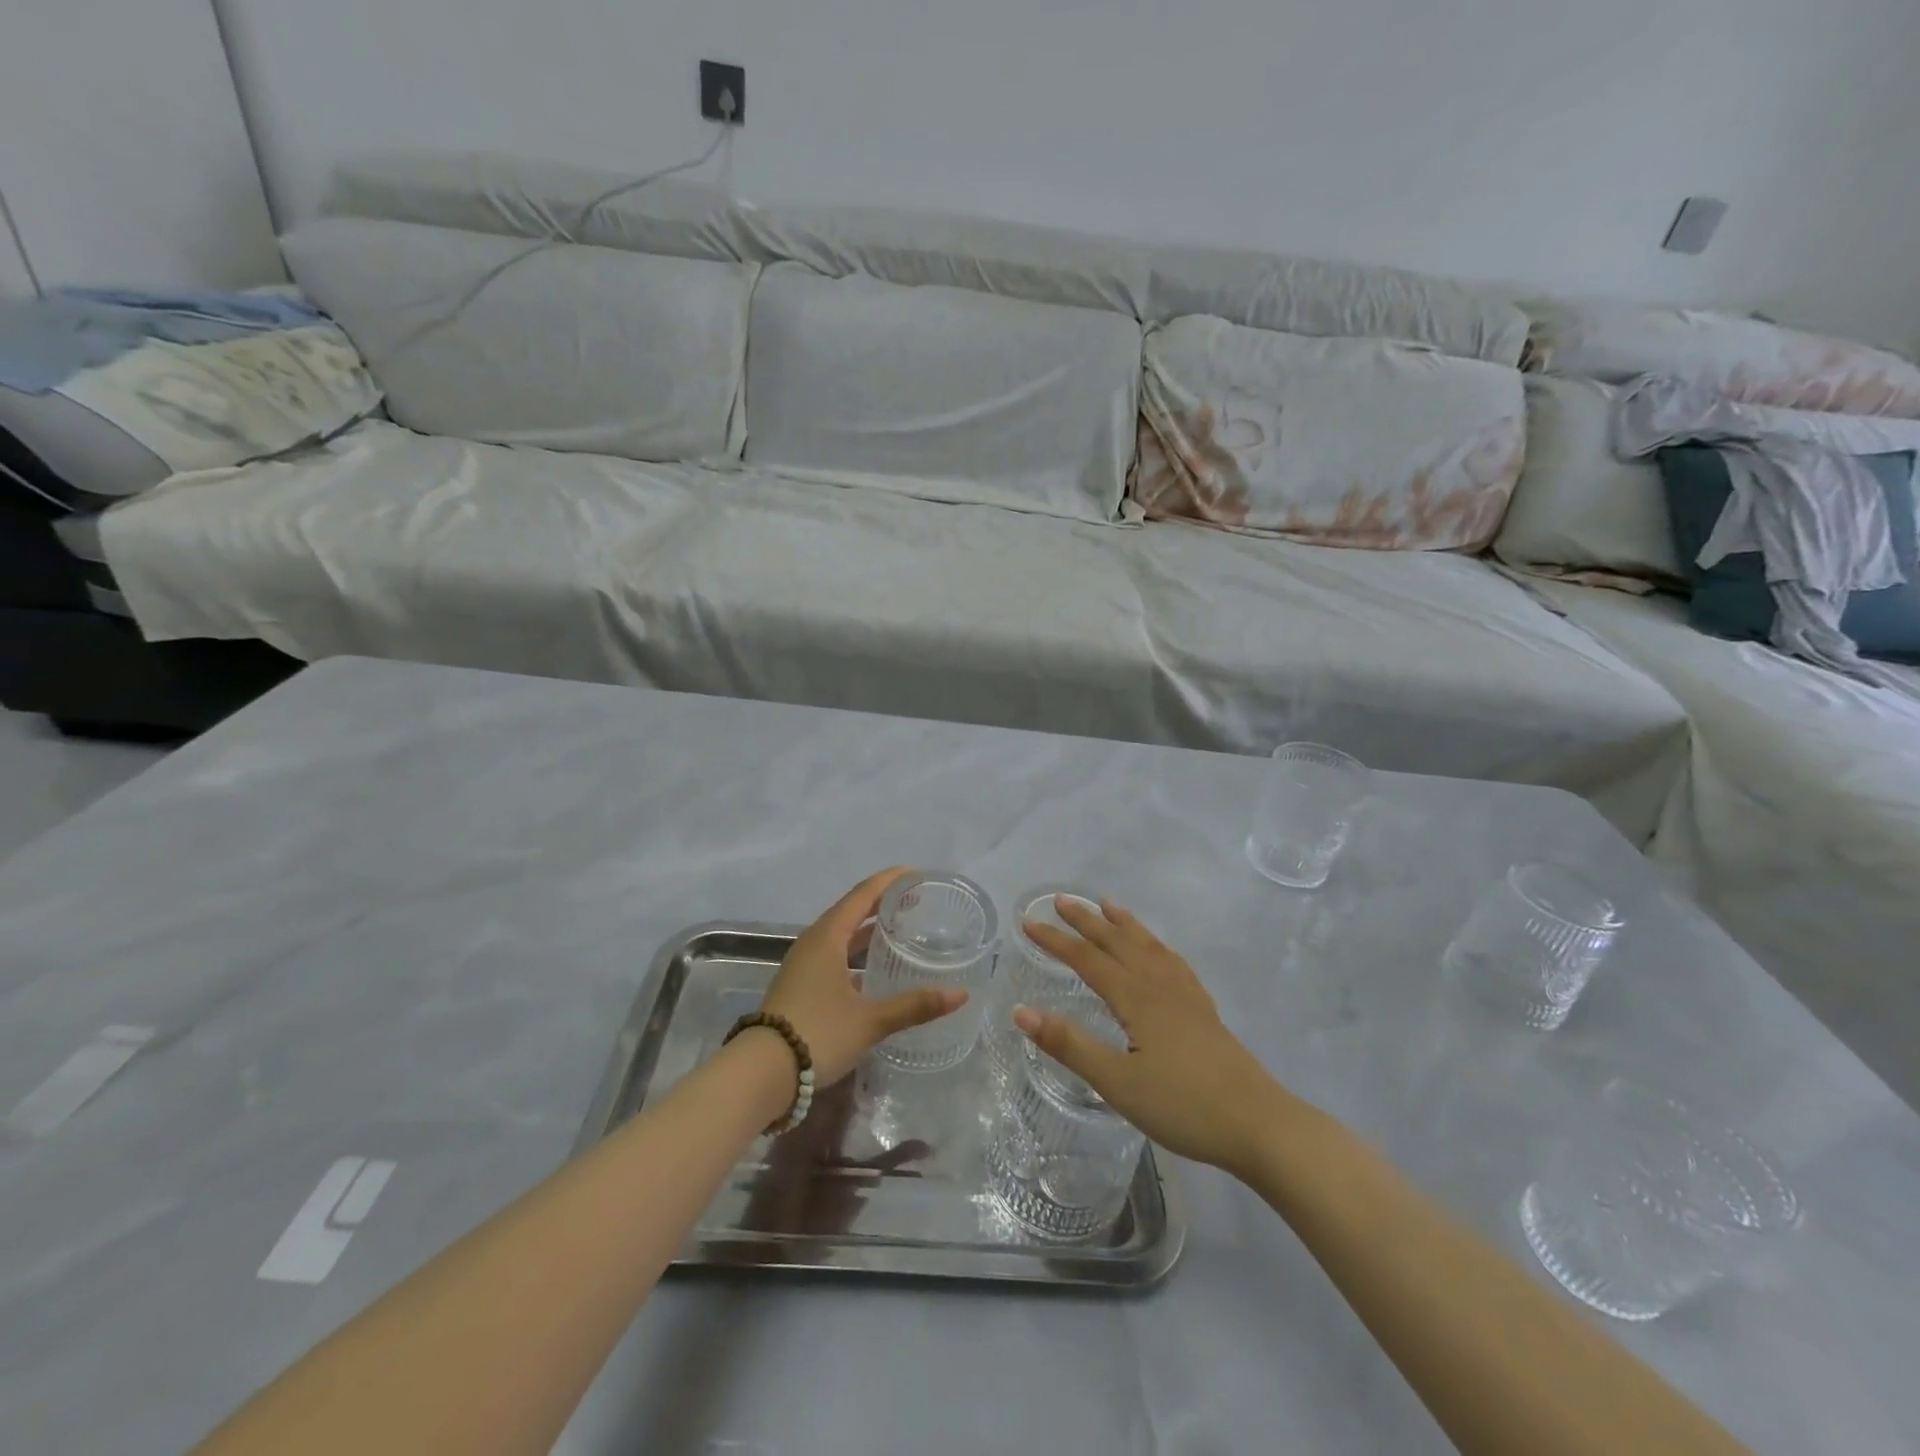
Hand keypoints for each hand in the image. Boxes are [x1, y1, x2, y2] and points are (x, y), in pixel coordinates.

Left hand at [761, 868, 967, 1086]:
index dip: (890, 881)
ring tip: (900, 931)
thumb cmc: (818, 1033)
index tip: (916, 874)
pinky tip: (875, 972)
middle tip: (916, 902)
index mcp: (828, 937)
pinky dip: (857, 954)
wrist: (762, 1073)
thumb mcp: (871, 1020)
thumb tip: (960, 994)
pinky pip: (834, 956)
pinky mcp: (801, 986)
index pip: (863, 894)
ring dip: (869, 931)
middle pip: (852, 911)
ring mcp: (804, 965)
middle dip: (883, 904)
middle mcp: (814, 943)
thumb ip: (915, 1005)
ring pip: (842, 936)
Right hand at [1018, 898, 1285, 1175]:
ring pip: (1148, 946)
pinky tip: (1158, 950)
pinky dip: (1156, 945)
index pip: (1087, 959)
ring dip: (1123, 923)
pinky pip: (1173, 961)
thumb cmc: (1183, 1106)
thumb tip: (1021, 1011)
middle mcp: (1160, 985)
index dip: (1056, 940)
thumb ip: (1070, 1045)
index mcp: (1136, 998)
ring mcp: (1186, 995)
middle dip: (1087, 920)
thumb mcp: (1117, 1083)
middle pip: (1118, 942)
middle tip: (1061, 900)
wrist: (1258, 1124)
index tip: (1028, 922)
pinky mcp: (1204, 1010)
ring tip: (1107, 905)